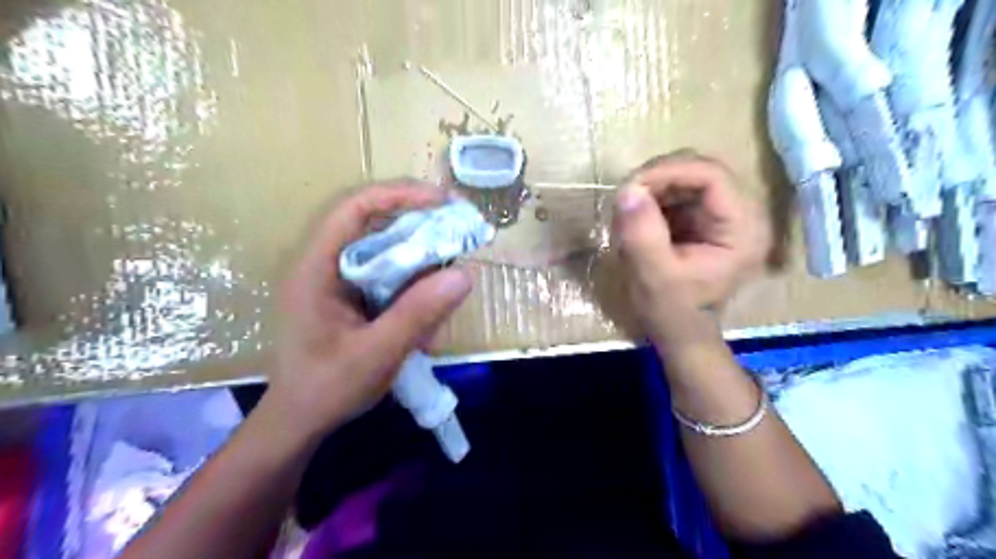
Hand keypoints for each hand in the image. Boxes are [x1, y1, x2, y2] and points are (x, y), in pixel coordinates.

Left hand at [264, 182, 473, 443]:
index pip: (356, 209)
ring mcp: (343, 282)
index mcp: (317, 268)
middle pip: (380, 229)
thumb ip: (418, 314)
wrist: (299, 423)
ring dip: (423, 278)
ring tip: (438, 316)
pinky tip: (425, 333)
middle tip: (462, 244)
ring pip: (392, 258)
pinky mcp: (356, 298)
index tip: (444, 203)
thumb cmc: (326, 389)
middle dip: (423, 236)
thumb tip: (465, 275)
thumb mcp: (376, 353)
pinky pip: (394, 283)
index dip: (400, 195)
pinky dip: (416, 299)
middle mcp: (328, 265)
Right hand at [615, 152, 768, 344]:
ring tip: (627, 214)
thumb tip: (628, 190)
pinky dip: (652, 201)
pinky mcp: (704, 219)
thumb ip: (642, 234)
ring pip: (685, 179)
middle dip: (657, 180)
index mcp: (743, 229)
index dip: (668, 172)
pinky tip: (636, 220)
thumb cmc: (672, 312)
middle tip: (624, 200)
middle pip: (699, 171)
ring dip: (651, 190)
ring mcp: (723, 215)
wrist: (680, 334)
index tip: (630, 188)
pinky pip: (677, 194)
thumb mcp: (654, 276)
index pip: (711, 176)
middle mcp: (741, 214)